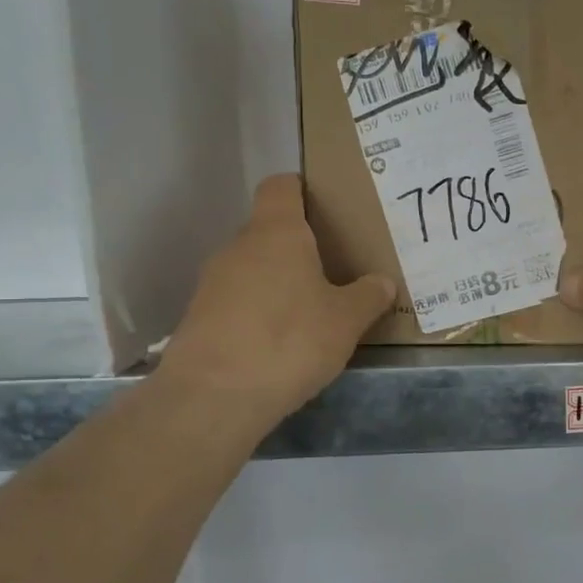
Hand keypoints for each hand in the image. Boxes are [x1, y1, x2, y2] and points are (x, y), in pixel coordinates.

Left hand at [158, 174, 394, 423]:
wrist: (214, 395)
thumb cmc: (290, 340)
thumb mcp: (345, 321)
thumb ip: (368, 297)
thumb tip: (382, 282)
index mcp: (276, 232)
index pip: (281, 186)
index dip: (302, 190)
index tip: (325, 208)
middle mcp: (239, 247)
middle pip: (269, 231)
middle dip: (299, 247)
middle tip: (332, 270)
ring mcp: (212, 282)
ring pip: (252, 268)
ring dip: (278, 283)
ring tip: (309, 312)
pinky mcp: (199, 317)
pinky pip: (237, 302)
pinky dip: (257, 312)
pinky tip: (278, 343)